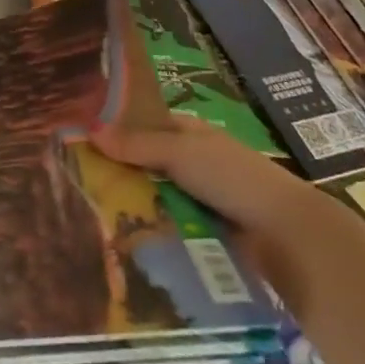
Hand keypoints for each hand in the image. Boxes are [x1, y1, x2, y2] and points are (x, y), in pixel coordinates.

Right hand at [89, 112, 352, 280]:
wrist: (286, 237)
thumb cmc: (232, 177)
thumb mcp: (179, 152)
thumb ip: (136, 144)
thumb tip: (88, 130)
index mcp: (191, 133)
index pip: (146, 124)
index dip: (118, 128)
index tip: (82, 138)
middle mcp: (195, 162)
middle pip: (148, 163)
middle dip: (120, 171)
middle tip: (77, 180)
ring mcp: (201, 200)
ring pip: (156, 198)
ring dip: (133, 205)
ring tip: (90, 214)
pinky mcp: (205, 235)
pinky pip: (169, 228)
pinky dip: (150, 231)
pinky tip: (121, 239)